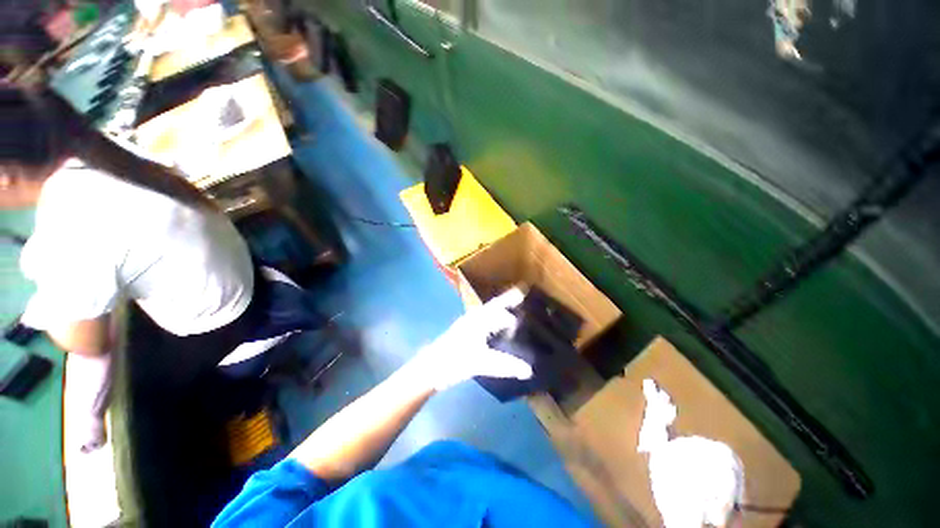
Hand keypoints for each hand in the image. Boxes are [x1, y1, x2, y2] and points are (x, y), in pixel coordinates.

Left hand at [415, 288, 533, 390]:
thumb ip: (504, 365)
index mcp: (478, 321)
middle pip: (494, 305)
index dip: (513, 304)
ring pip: (488, 311)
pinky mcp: (465, 333)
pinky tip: (497, 327)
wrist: (430, 368)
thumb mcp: (479, 363)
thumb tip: (529, 369)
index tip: (526, 299)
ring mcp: (468, 325)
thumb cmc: (453, 361)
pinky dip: (494, 318)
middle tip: (522, 292)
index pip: (499, 309)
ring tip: (513, 307)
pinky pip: (484, 320)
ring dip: (500, 307)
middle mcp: (473, 318)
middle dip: (507, 298)